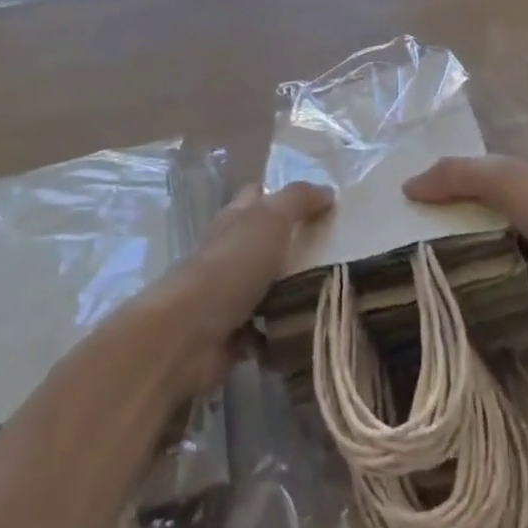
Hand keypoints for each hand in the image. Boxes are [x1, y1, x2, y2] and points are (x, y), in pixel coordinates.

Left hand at [142, 182, 332, 394]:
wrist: (187, 334)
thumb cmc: (230, 267)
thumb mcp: (269, 220)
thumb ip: (298, 200)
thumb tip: (328, 191)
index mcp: (236, 220)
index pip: (258, 197)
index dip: (284, 197)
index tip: (321, 207)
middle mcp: (230, 253)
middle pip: (266, 243)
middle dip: (297, 249)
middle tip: (340, 257)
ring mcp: (229, 295)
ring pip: (269, 288)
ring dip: (294, 295)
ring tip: (336, 296)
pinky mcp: (232, 335)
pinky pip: (266, 332)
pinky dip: (282, 335)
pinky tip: (309, 334)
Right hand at [406, 157, 527, 334]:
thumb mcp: (505, 179)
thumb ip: (456, 176)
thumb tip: (407, 187)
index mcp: (516, 191)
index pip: (465, 190)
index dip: (435, 199)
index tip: (396, 217)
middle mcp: (522, 226)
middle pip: (472, 233)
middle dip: (441, 245)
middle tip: (396, 265)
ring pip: (485, 273)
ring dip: (459, 282)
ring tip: (412, 298)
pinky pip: (504, 310)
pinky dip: (483, 316)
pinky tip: (448, 325)